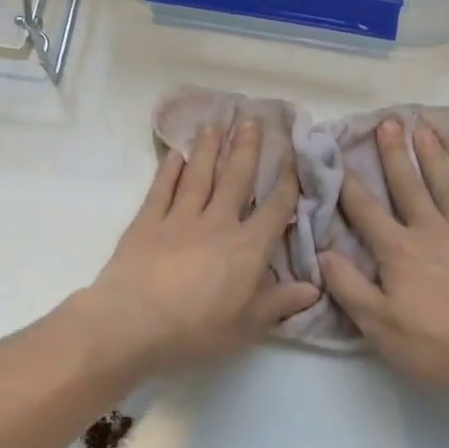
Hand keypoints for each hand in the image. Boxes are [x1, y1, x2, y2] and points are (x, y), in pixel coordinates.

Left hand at [82, 120, 319, 373]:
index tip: (293, 155)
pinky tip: (175, 155)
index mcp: (247, 248)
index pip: (274, 208)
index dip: (287, 181)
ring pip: (199, 176)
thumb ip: (280, 303)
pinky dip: (169, 170)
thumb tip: (315, 288)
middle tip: (252, 118)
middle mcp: (217, 223)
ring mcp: (179, 219)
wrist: (133, 323)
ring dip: (209, 149)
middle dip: (247, 148)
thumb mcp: (247, 325)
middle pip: (236, 179)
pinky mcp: (147, 222)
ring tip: (215, 124)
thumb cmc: (196, 329)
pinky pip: (162, 189)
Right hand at [319, 120, 448, 401]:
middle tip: (388, 121)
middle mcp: (432, 231)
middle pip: (409, 185)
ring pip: (447, 184)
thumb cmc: (437, 345)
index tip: (338, 155)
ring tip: (424, 130)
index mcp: (399, 251)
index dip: (349, 184)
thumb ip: (349, 287)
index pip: (366, 211)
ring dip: (432, 156)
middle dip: (395, 154)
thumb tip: (322, 253)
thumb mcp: (380, 326)